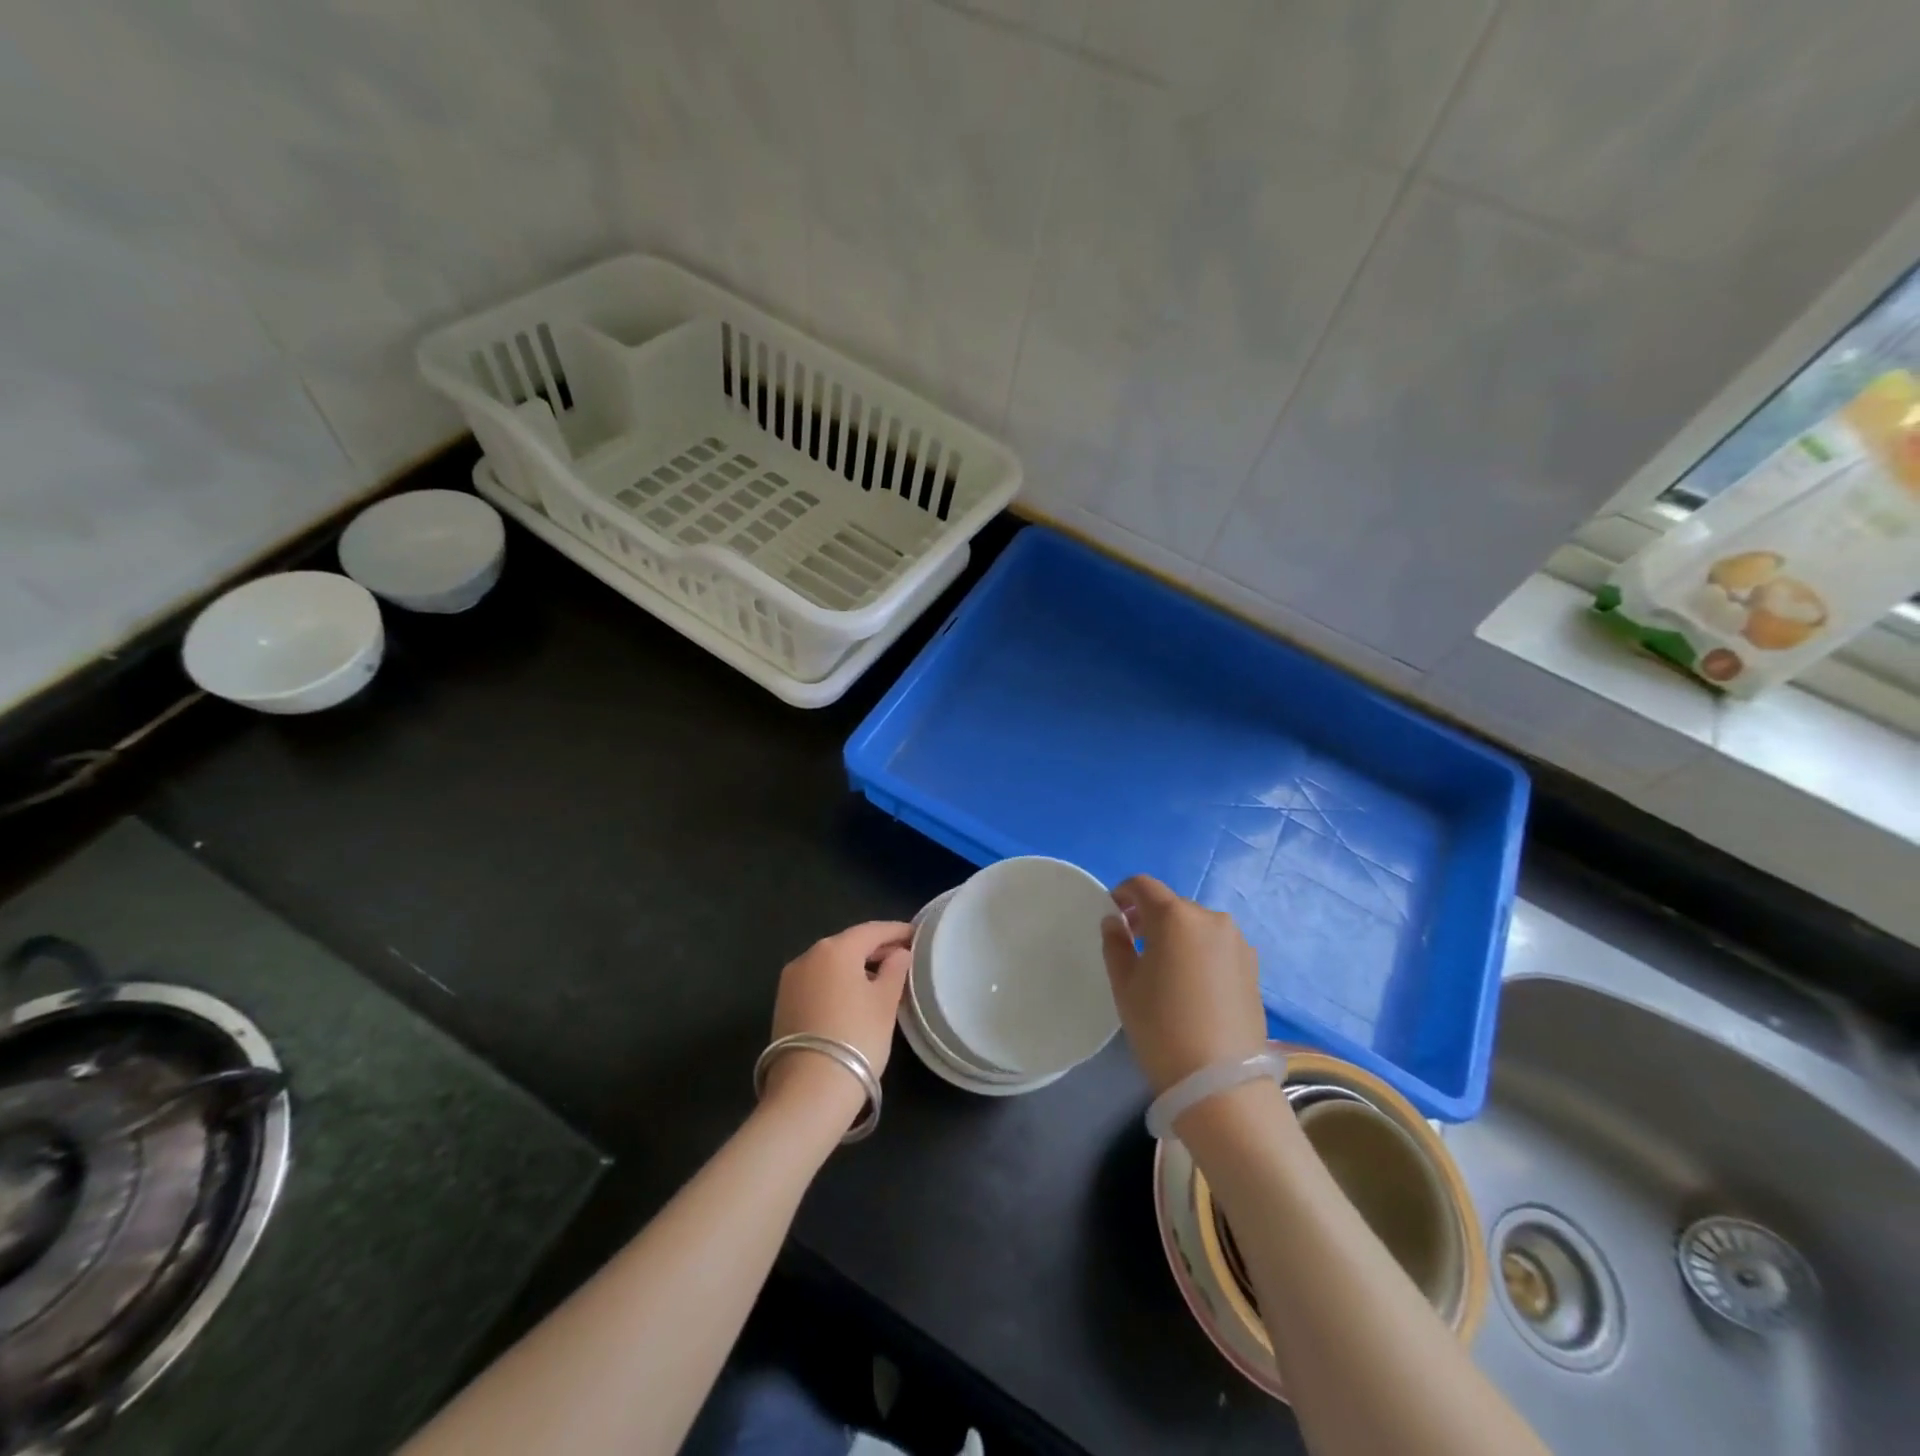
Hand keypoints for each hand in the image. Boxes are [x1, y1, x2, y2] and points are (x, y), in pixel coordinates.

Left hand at [766, 921, 911, 1112]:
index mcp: (835, 949)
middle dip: (876, 948)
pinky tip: (854, 995)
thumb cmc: (856, 1038)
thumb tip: (899, 953)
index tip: (916, 934)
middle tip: (902, 955)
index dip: (896, 931)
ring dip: (855, 966)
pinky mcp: (783, 1003)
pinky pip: (818, 981)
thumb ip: (895, 971)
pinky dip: (838, 981)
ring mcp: (791, 980)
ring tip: (881, 977)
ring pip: (831, 963)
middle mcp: (808, 956)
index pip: (872, 930)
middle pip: (848, 944)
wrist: (809, 1090)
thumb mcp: (885, 1003)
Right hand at [1100, 875, 1266, 1094]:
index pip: (1144, 886)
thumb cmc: (1161, 1027)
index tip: (1113, 913)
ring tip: (1165, 970)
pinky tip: (1192, 986)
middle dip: (1151, 918)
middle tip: (1134, 946)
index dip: (1123, 893)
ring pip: (1197, 927)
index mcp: (1176, 916)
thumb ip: (1116, 944)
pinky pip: (1218, 947)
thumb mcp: (1125, 985)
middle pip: (1173, 906)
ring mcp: (1238, 943)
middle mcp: (1211, 919)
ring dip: (1178, 936)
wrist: (1221, 1083)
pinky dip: (1200, 953)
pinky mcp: (1254, 967)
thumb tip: (1115, 921)